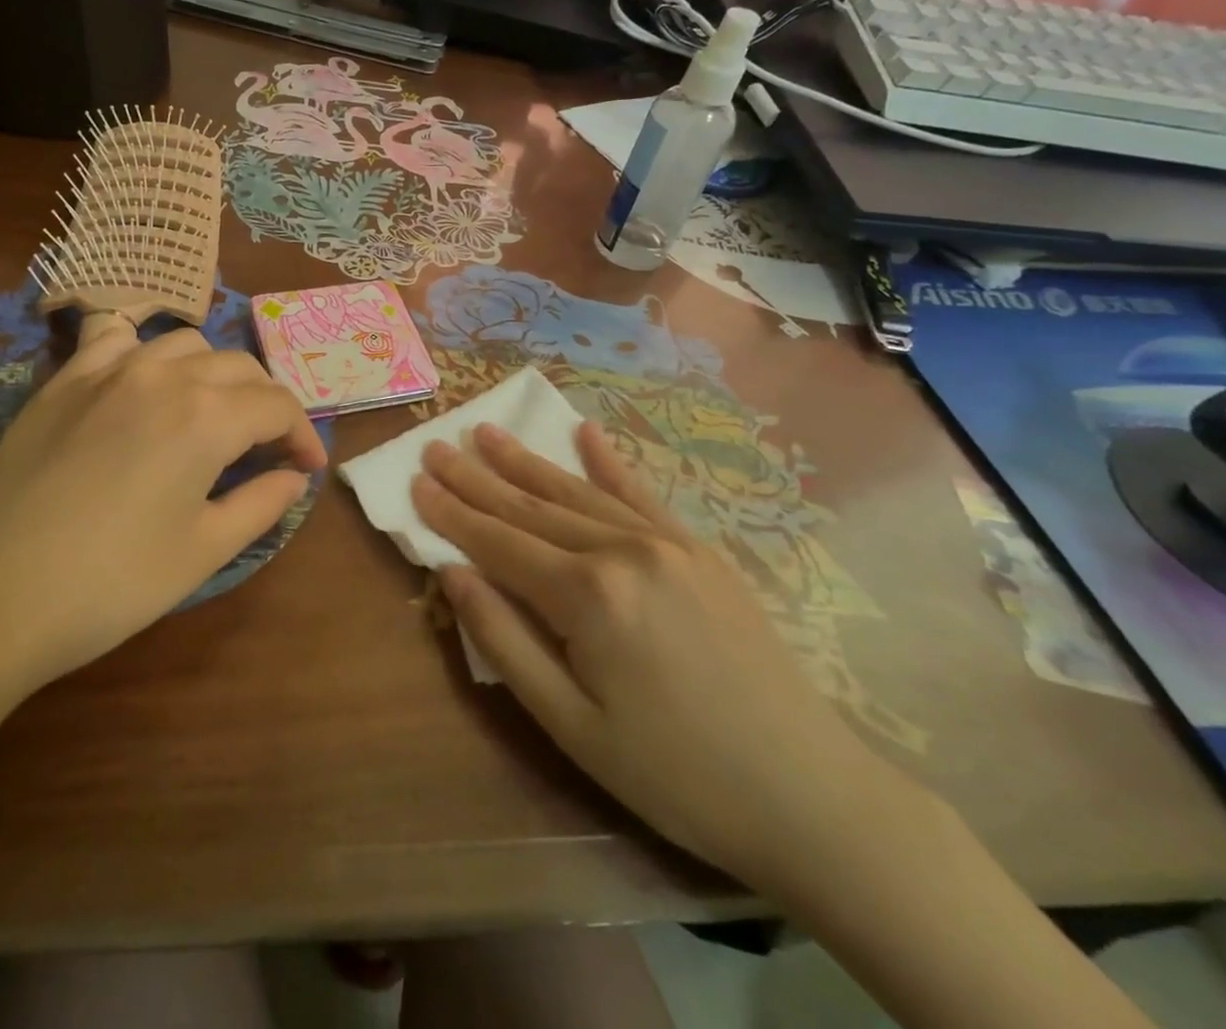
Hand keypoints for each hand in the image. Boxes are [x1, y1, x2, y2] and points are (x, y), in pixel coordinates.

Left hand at [0, 314, 328, 695]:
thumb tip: (293, 478)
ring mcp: (105, 370)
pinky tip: (142, 380)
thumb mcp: (203, 551)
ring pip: (183, 343)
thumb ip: (261, 504)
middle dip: (266, 403)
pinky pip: (115, 338)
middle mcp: (163, 375)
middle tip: (267, 448)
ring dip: (213, 372)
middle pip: (238, 367)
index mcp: (206, 415)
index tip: (306, 468)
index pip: (278, 405)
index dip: (302, 435)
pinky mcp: (62, 381)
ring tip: (211, 413)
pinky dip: (144, 350)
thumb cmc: (111, 583)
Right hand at [413, 420, 914, 895]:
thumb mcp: (571, 725)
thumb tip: (451, 573)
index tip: (414, 480)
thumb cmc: (675, 774)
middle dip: (477, 477)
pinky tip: (585, 431)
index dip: (452, 513)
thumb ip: (504, 641)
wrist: (810, 794)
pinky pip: (642, 494)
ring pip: (578, 492)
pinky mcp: (700, 550)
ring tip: (487, 431)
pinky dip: (609, 462)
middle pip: (531, 507)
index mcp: (587, 595)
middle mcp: (623, 550)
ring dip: (527, 462)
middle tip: (436, 444)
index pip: (498, 542)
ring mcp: (667, 543)